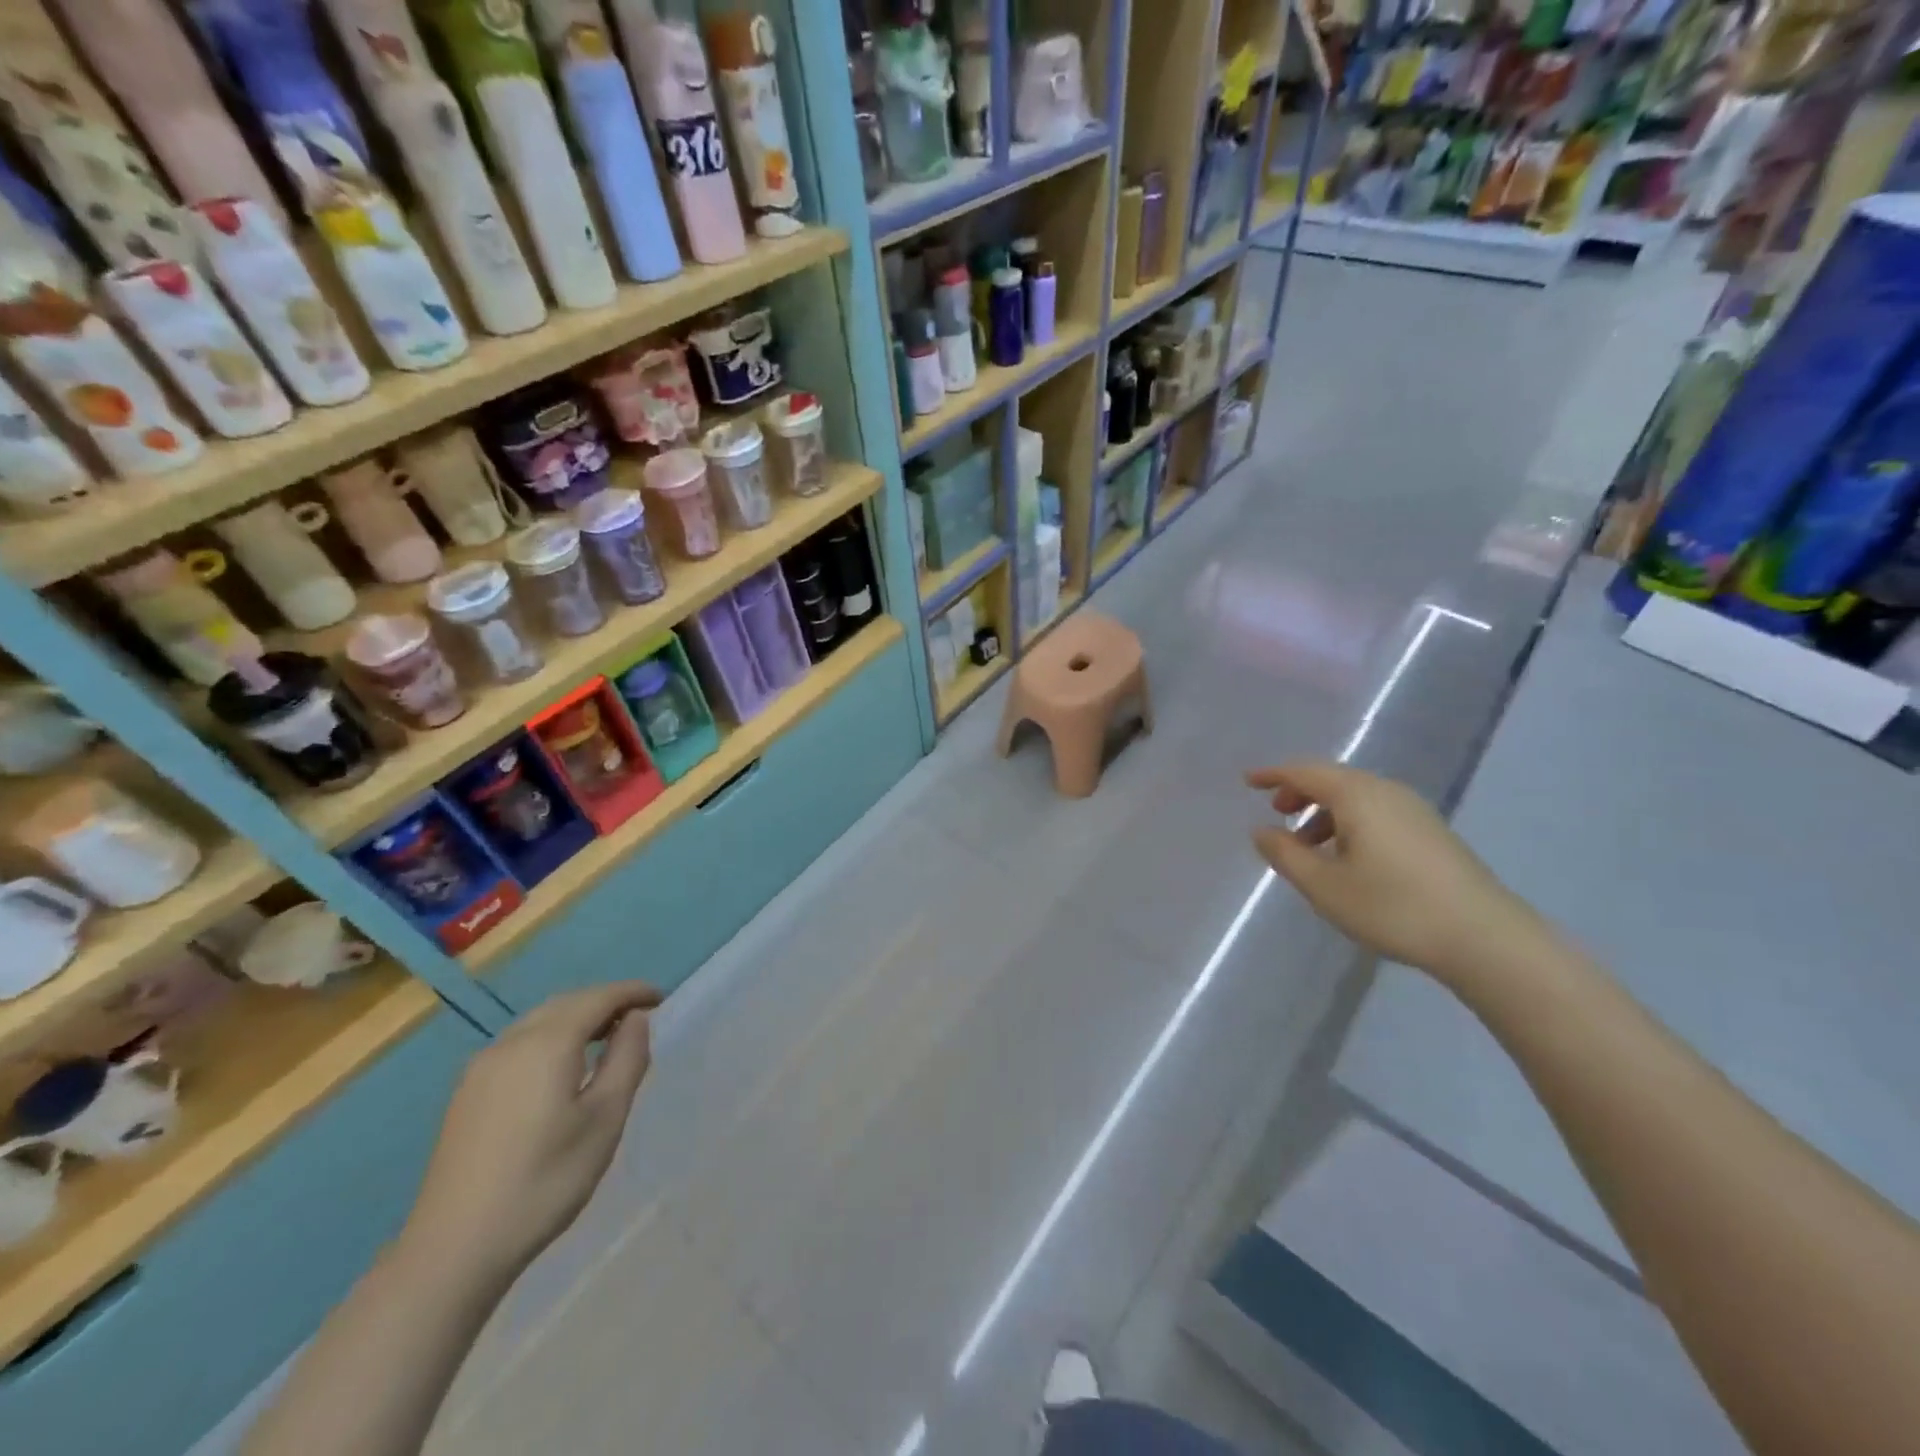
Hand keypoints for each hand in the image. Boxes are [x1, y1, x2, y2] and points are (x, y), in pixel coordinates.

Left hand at [400, 983, 660, 1286]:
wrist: (454, 1249)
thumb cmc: (545, 1181)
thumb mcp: (605, 1119)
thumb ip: (626, 1059)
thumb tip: (635, 1020)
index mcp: (547, 1044)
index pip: (598, 998)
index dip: (632, 992)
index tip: (661, 998)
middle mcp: (511, 1043)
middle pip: (566, 1003)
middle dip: (605, 1001)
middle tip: (639, 1017)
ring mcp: (482, 1067)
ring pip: (539, 1021)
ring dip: (577, 1018)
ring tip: (606, 1038)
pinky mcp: (468, 1093)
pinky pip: (520, 1043)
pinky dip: (551, 1037)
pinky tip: (562, 1066)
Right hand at [1247, 760, 1551, 986]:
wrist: (1484, 937)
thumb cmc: (1393, 907)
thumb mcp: (1324, 886)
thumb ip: (1285, 854)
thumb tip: (1262, 831)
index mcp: (1357, 796)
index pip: (1305, 772)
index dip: (1273, 775)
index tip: (1248, 781)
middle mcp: (1386, 792)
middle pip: (1333, 779)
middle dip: (1300, 792)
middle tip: (1276, 814)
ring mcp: (1414, 810)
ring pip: (1356, 796)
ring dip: (1325, 811)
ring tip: (1308, 844)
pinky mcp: (1431, 832)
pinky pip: (1376, 811)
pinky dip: (1349, 822)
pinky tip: (1347, 857)